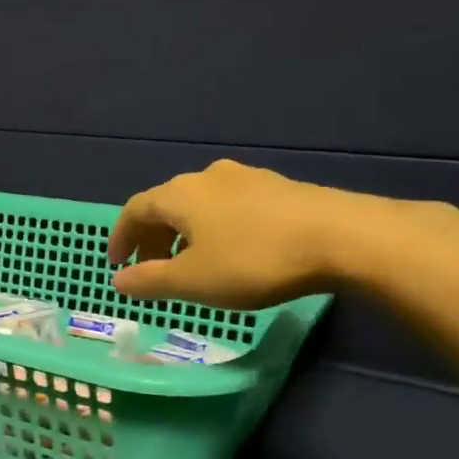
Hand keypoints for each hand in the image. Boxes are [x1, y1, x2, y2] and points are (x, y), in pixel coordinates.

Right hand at [108, 160, 362, 308]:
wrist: (342, 237)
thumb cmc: (254, 260)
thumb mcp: (193, 281)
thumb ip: (149, 281)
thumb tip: (118, 280)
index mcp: (180, 195)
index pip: (135, 209)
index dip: (120, 237)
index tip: (117, 263)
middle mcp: (207, 177)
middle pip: (166, 204)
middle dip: (153, 237)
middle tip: (151, 268)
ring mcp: (246, 177)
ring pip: (200, 204)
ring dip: (185, 233)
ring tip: (191, 263)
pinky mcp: (278, 187)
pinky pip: (229, 206)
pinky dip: (215, 227)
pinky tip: (232, 250)